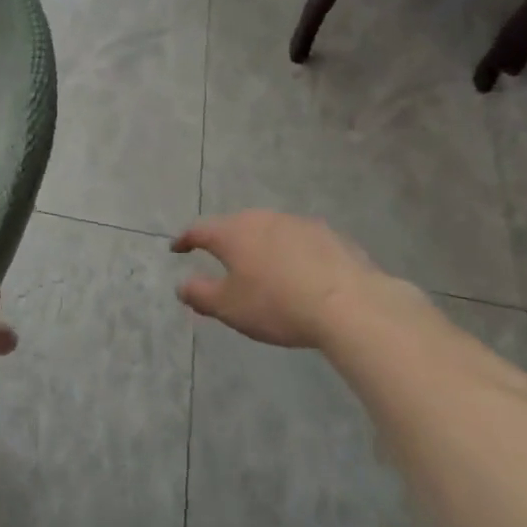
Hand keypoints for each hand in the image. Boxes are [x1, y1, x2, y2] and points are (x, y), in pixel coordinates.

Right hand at [170, 210, 401, 348]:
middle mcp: (262, 219)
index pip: (199, 230)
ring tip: (263, 265)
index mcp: (233, 233)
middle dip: (226, 240)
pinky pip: (300, 241)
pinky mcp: (330, 235)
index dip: (185, 240)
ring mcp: (298, 223)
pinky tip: (300, 271)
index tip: (177, 248)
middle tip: (221, 258)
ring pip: (270, 230)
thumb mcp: (229, 308)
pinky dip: (292, 252)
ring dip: (261, 244)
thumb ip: (200, 294)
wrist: (349, 304)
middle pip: (236, 226)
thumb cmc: (277, 305)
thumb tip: (182, 285)